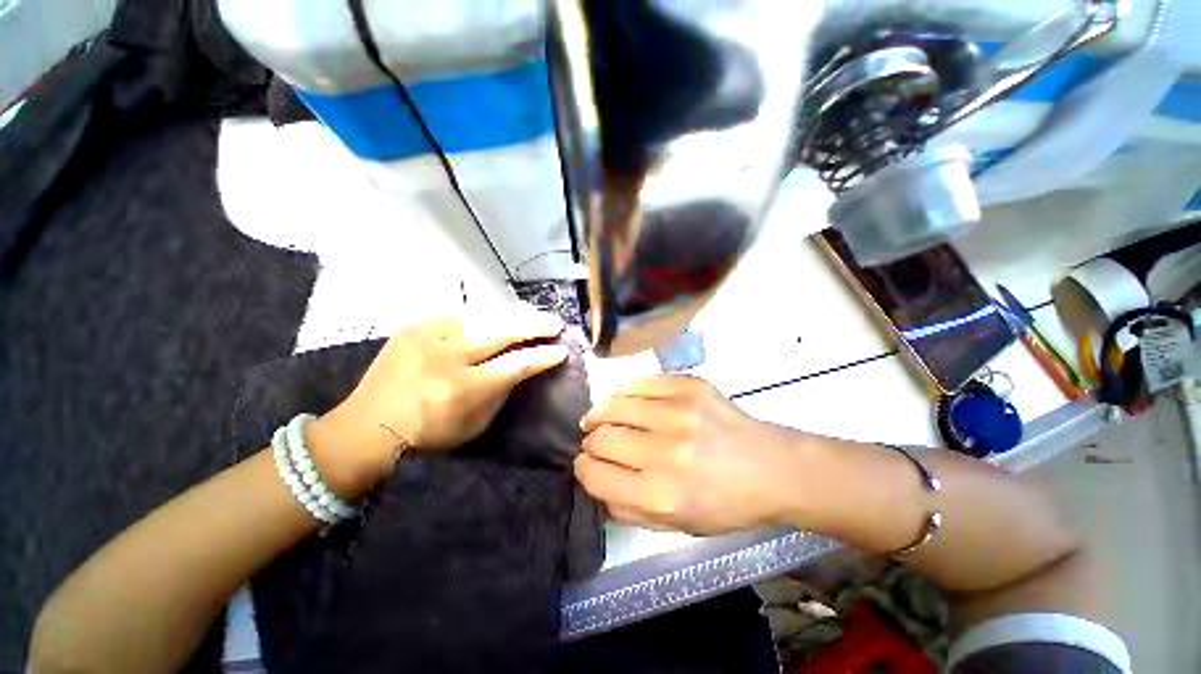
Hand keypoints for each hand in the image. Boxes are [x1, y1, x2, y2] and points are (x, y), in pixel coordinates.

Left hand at [308, 306, 568, 495]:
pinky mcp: (415, 325)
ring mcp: (427, 335)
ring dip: (513, 315)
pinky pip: (460, 313)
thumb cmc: (427, 435)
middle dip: (534, 326)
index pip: (516, 364)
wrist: (365, 427)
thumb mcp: (474, 424)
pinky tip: (499, 317)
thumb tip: (522, 366)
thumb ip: (501, 392)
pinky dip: (485, 315)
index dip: (543, 356)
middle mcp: (447, 356)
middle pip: (501, 331)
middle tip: (555, 324)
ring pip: (483, 315)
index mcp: (463, 388)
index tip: (562, 351)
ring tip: (533, 316)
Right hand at [575, 375, 808, 534]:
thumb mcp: (676, 525)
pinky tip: (626, 402)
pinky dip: (624, 394)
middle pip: (601, 438)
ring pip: (614, 404)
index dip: (583, 468)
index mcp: (661, 495)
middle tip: (596, 441)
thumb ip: (627, 508)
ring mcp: (679, 412)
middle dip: (590, 442)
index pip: (595, 474)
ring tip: (602, 418)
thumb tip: (595, 478)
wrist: (772, 468)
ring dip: (601, 414)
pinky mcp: (689, 386)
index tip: (585, 463)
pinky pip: (638, 383)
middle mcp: (667, 451)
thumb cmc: (725, 504)